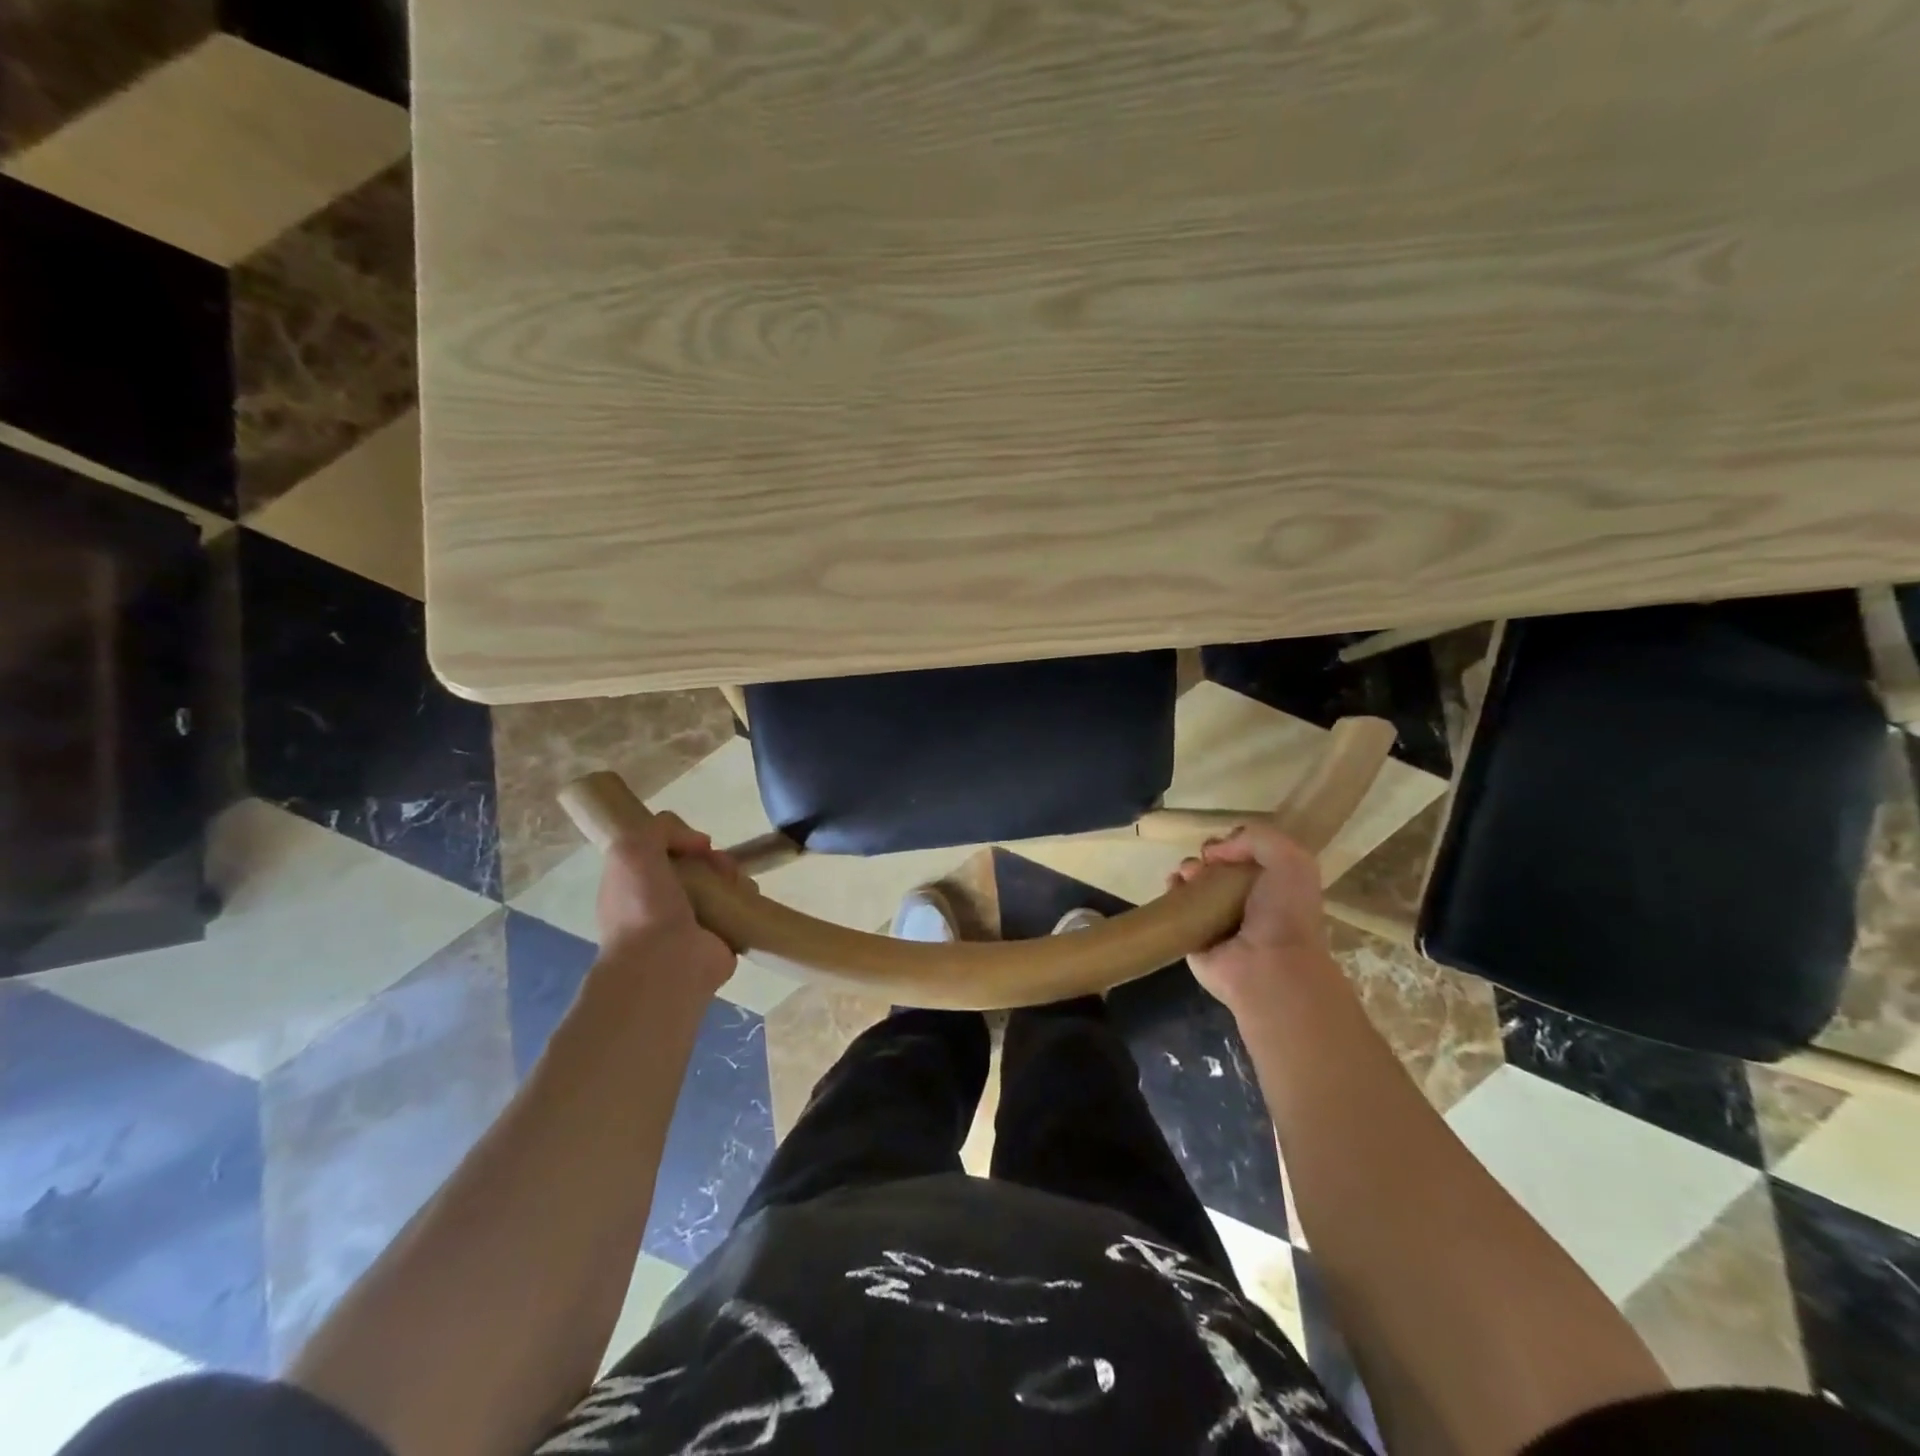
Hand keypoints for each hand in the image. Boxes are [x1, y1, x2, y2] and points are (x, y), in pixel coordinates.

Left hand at [596, 812, 738, 995]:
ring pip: (720, 884)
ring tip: (733, 881)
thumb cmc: (642, 906)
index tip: (695, 844)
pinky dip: (746, 897)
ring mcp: (693, 923)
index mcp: (635, 886)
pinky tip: (744, 896)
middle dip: (712, 858)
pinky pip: (739, 907)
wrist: (665, 963)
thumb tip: (700, 843)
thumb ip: (660, 829)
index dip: (682, 841)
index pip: (663, 854)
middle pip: (696, 866)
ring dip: (732, 874)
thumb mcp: (632, 849)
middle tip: (718, 865)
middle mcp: (662, 903)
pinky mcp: (722, 938)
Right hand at [1171, 823, 1330, 1012]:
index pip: (1246, 858)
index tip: (1223, 847)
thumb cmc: (1285, 913)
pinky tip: (1174, 886)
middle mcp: (1246, 904)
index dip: (1232, 844)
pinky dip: (1172, 893)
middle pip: (1217, 869)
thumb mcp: (1290, 860)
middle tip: (1204, 863)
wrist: (1269, 967)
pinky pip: (1177, 910)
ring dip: (1187, 872)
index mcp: (1273, 887)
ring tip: (1188, 875)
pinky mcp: (1193, 938)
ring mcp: (1218, 922)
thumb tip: (1215, 851)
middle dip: (1206, 858)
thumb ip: (1257, 838)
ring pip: (1195, 886)